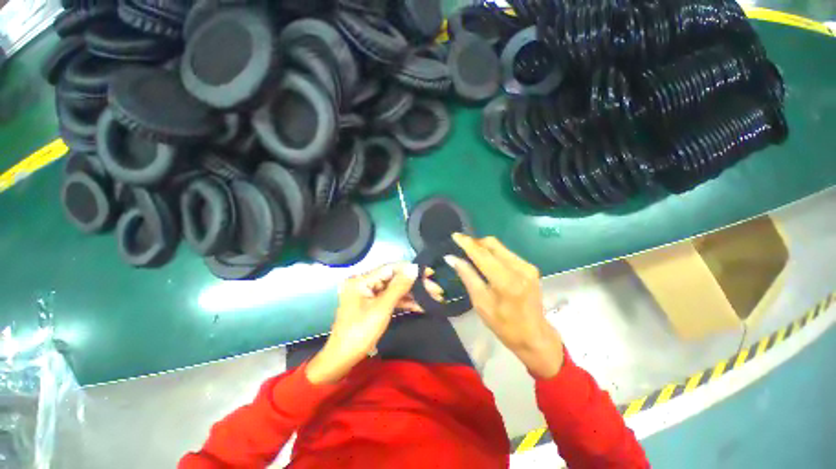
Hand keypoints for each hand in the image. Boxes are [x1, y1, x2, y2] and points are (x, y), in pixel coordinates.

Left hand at [306, 263, 441, 383]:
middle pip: (394, 278)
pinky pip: (391, 299)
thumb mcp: (382, 308)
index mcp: (361, 280)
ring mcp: (368, 294)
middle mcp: (364, 283)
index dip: (411, 269)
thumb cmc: (360, 332)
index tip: (430, 272)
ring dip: (413, 294)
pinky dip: (404, 302)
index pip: (390, 268)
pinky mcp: (372, 304)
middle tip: (436, 289)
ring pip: (395, 289)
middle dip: (415, 284)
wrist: (343, 360)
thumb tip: (414, 268)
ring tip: (434, 298)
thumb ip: (399, 286)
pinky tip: (421, 306)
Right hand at [445, 233, 563, 378]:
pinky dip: (494, 254)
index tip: (455, 235)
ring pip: (500, 247)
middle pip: (492, 244)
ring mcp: (527, 266)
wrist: (535, 336)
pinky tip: (487, 263)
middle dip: (475, 242)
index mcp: (506, 281)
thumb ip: (467, 277)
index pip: (482, 254)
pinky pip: (507, 253)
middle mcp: (519, 268)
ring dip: (484, 247)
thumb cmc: (504, 325)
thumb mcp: (481, 303)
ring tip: (472, 255)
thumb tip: (452, 258)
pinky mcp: (530, 268)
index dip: (467, 243)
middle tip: (461, 247)